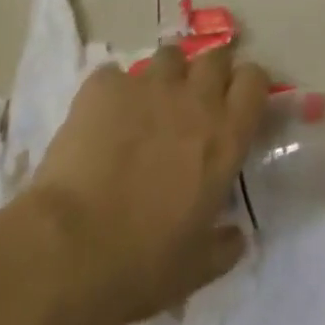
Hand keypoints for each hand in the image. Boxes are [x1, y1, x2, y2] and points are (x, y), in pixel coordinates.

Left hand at [25, 47, 268, 324]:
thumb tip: (237, 237)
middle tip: (193, 102)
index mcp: (225, 136)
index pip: (254, 81)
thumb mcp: (195, 268)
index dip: (247, 87)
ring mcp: (148, 86)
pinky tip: (100, 118)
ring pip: (169, 57)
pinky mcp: (104, 86)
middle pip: (215, 57)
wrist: (71, 249)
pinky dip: (112, 91)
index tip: (236, 104)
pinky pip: (115, 74)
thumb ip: (223, 246)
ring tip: (147, 105)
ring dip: (165, 76)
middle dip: (208, 73)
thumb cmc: (143, 263)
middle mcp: (194, 98)